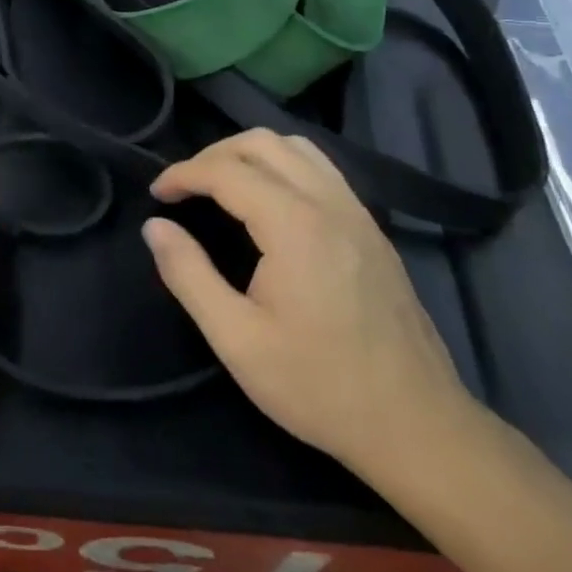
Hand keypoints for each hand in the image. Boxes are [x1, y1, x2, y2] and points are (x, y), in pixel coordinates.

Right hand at [143, 131, 473, 479]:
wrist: (417, 427)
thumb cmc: (319, 386)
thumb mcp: (237, 339)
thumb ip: (188, 275)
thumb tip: (154, 227)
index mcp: (294, 225)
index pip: (226, 170)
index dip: (182, 174)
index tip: (156, 194)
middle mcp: (329, 203)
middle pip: (261, 143)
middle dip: (213, 155)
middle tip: (184, 188)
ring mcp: (357, 213)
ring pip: (296, 148)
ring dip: (250, 153)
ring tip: (221, 185)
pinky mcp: (371, 230)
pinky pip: (321, 168)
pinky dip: (283, 165)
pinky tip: (269, 200)